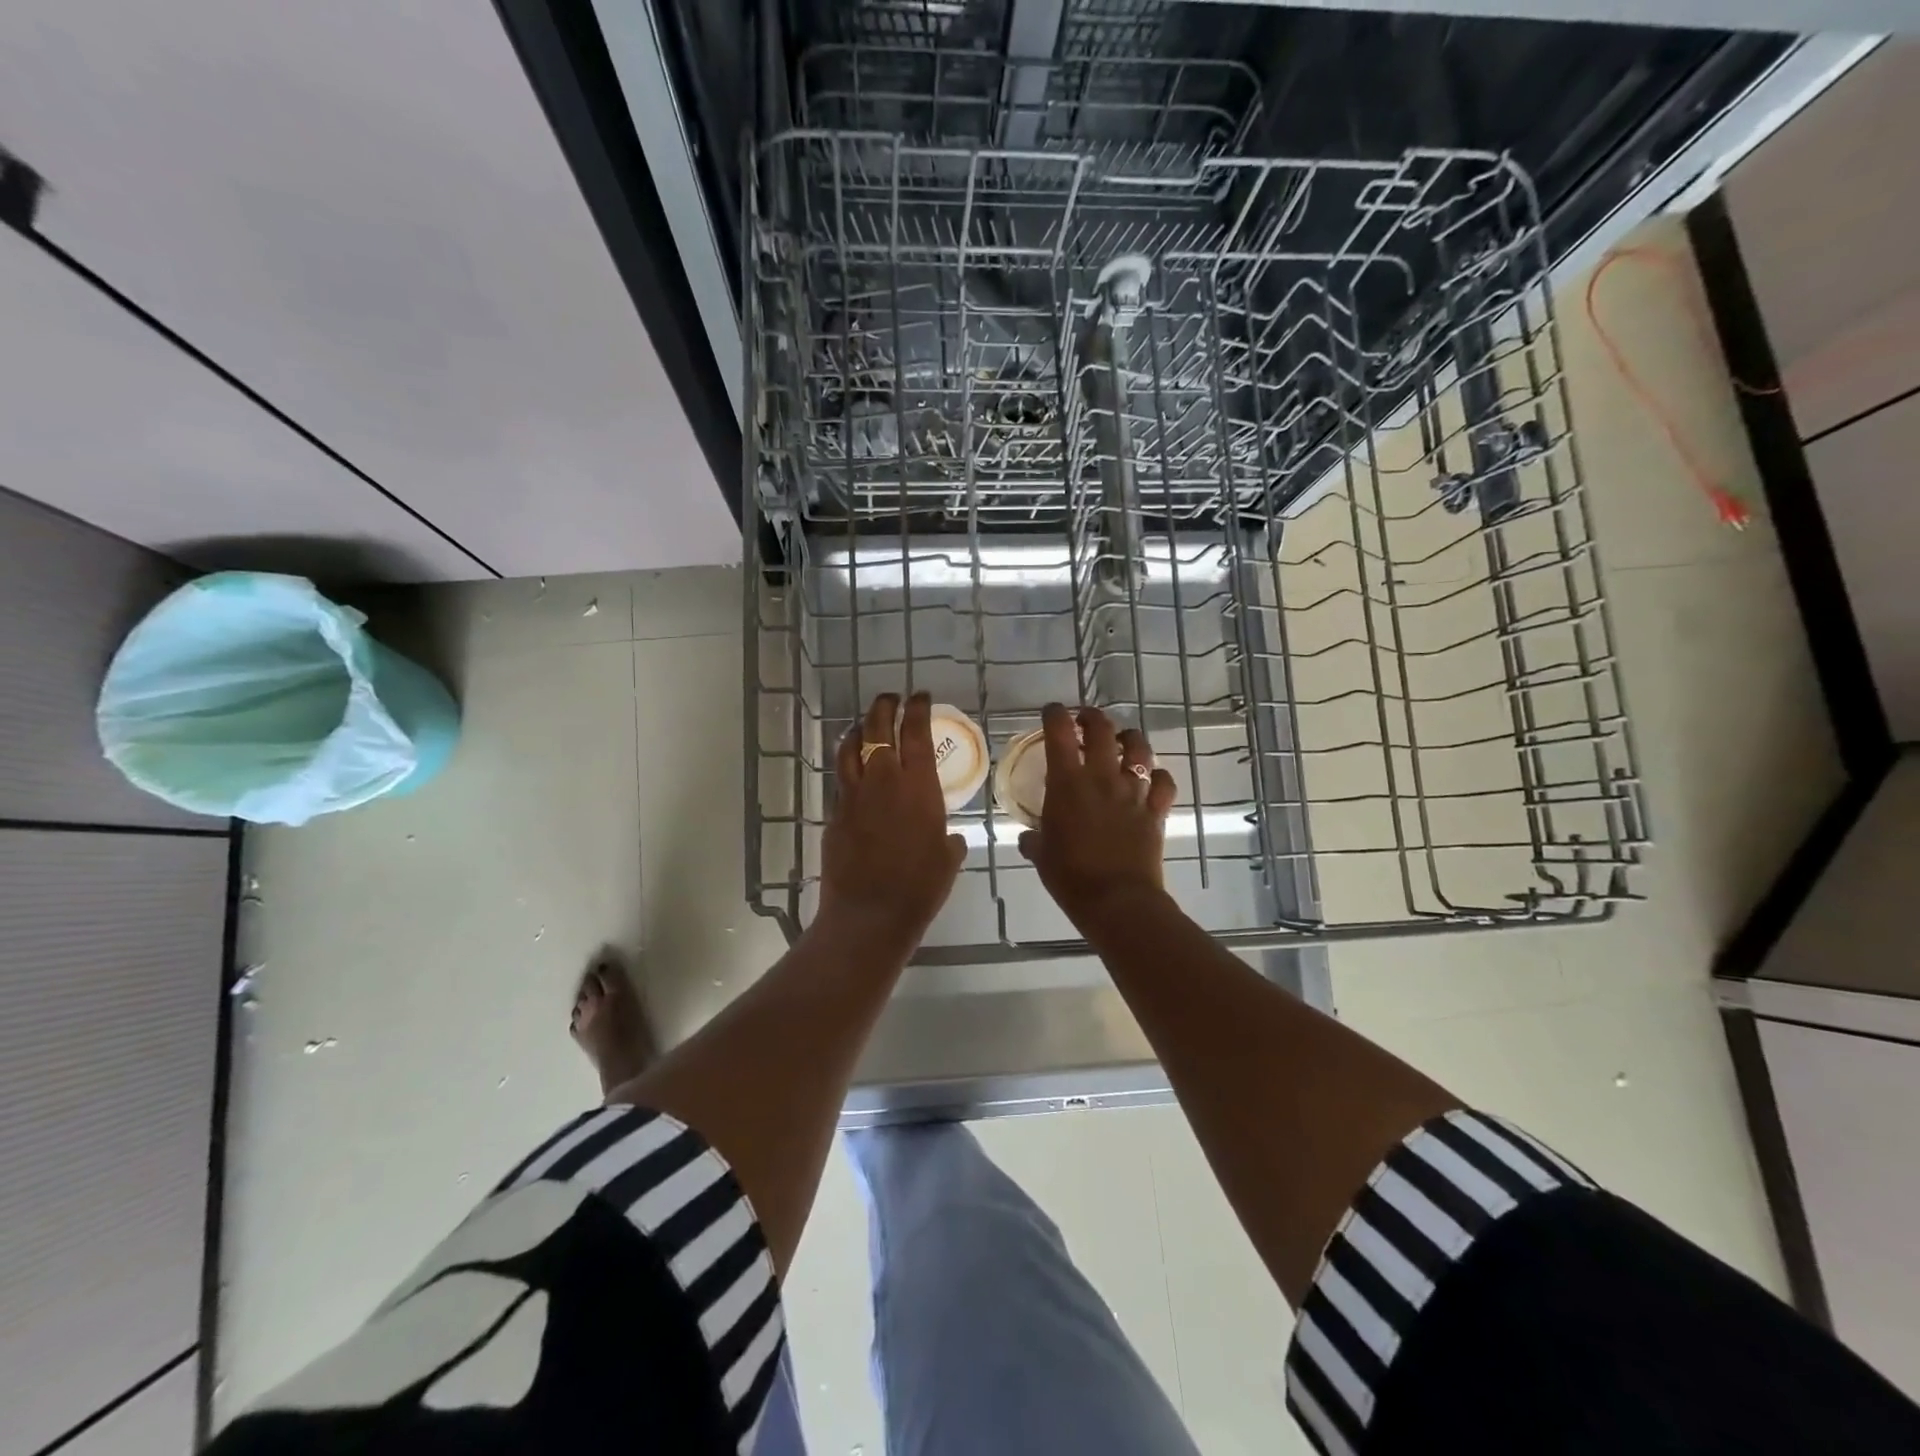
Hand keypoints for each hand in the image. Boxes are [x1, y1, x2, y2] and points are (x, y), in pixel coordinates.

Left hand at [820, 692, 967, 950]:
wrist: (870, 913)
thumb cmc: (920, 887)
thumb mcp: (948, 860)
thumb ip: (949, 842)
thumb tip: (951, 840)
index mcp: (918, 786)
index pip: (916, 733)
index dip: (918, 709)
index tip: (919, 696)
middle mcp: (884, 781)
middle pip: (878, 729)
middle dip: (884, 707)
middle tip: (890, 699)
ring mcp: (854, 795)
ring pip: (850, 747)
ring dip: (858, 730)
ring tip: (863, 725)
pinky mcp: (835, 813)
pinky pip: (841, 779)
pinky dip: (847, 765)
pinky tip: (851, 769)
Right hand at [1018, 703, 1177, 929]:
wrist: (1117, 901)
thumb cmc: (1071, 877)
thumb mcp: (1041, 855)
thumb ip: (1034, 839)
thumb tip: (1029, 837)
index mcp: (1068, 783)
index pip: (1060, 732)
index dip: (1055, 714)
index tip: (1052, 712)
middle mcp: (1103, 777)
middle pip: (1103, 729)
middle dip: (1092, 717)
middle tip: (1085, 720)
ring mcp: (1134, 792)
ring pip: (1139, 748)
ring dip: (1129, 738)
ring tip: (1122, 742)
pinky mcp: (1156, 810)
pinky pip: (1164, 782)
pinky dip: (1158, 776)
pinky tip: (1150, 780)